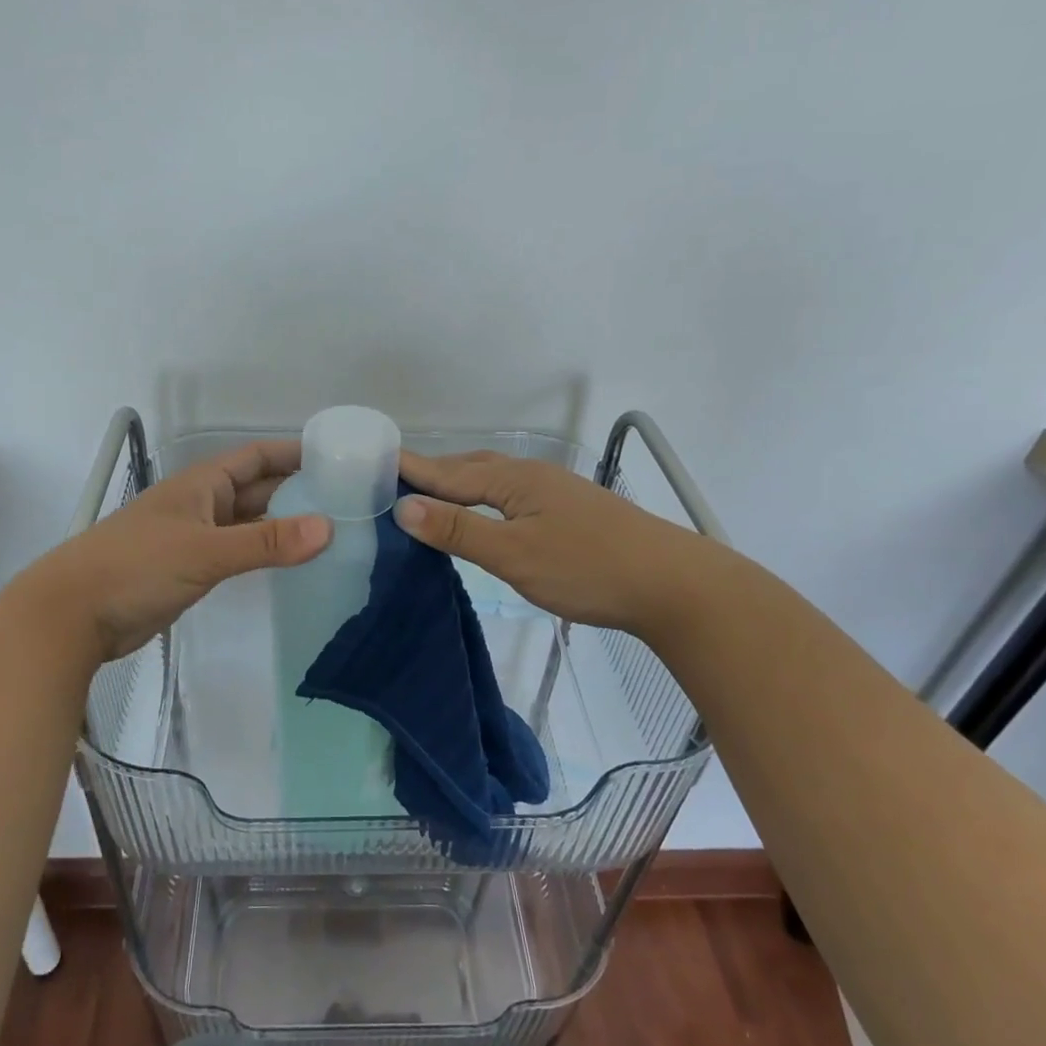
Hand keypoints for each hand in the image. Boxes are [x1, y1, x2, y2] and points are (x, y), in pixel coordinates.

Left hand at [21, 440, 331, 661]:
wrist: (73, 613)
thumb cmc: (137, 567)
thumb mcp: (205, 551)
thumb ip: (266, 542)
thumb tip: (329, 529)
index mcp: (201, 485)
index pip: (256, 457)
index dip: (292, 453)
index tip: (335, 458)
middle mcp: (201, 504)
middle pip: (256, 489)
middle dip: (295, 490)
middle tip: (345, 500)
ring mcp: (194, 538)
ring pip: (247, 523)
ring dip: (281, 524)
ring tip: (328, 531)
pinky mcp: (189, 570)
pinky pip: (235, 551)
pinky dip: (262, 552)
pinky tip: (287, 561)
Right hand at [396, 449, 700, 632]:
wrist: (671, 583)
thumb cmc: (587, 568)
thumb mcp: (514, 555)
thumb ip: (459, 531)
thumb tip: (404, 507)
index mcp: (513, 479)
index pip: (448, 472)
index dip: (412, 470)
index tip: (374, 461)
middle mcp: (532, 476)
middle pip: (470, 468)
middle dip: (431, 472)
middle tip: (394, 479)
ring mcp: (554, 492)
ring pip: (493, 481)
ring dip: (458, 483)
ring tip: (430, 494)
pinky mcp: (569, 511)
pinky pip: (510, 495)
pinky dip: (483, 499)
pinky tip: (484, 513)